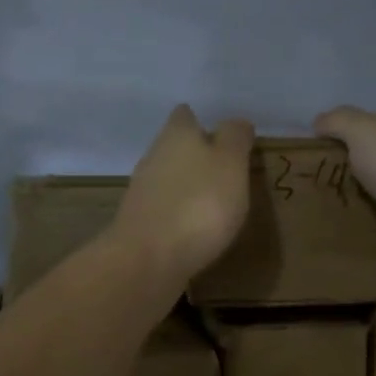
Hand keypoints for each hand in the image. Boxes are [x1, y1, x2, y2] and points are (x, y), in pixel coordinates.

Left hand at [113, 106, 255, 283]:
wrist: (148, 259)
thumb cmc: (199, 203)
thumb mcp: (231, 163)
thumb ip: (235, 138)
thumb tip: (236, 122)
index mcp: (176, 134)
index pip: (185, 115)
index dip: (201, 121)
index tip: (222, 134)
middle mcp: (154, 155)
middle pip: (174, 145)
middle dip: (195, 154)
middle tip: (225, 167)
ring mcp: (142, 190)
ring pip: (168, 176)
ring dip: (187, 184)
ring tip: (215, 198)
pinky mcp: (139, 223)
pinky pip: (164, 207)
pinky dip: (179, 211)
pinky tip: (196, 226)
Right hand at [314, 106, 375, 279]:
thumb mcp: (365, 129)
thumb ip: (338, 122)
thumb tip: (318, 123)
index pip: (367, 126)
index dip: (339, 134)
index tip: (307, 148)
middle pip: (362, 162)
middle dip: (334, 170)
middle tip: (297, 179)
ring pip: (361, 195)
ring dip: (337, 200)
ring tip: (299, 204)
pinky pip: (364, 228)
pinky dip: (346, 229)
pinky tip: (317, 229)